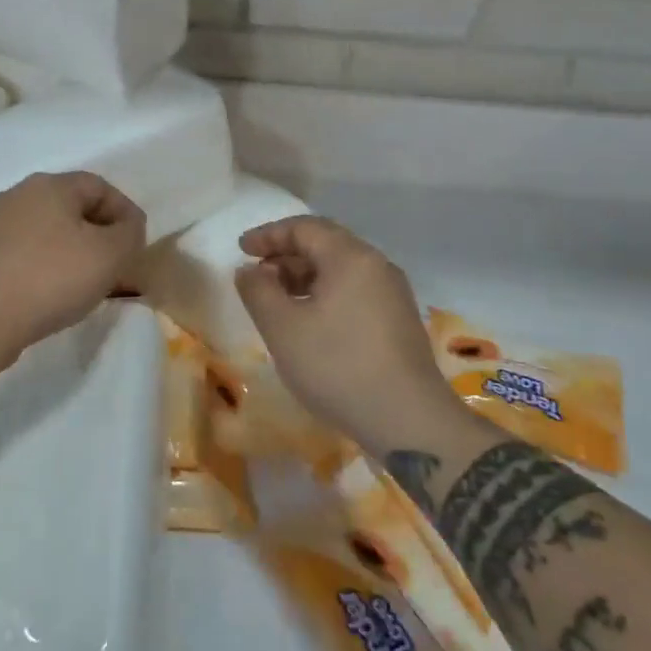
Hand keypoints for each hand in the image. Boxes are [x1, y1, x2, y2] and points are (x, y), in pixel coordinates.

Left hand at [0, 171, 146, 356]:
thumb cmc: (51, 278)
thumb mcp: (109, 255)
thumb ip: (129, 233)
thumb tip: (127, 226)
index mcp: (50, 185)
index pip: (99, 186)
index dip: (125, 212)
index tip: (137, 245)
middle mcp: (19, 195)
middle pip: (72, 207)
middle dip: (99, 233)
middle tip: (116, 264)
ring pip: (48, 230)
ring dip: (73, 251)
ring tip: (87, 283)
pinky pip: (26, 252)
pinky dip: (46, 266)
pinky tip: (53, 293)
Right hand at [234, 216, 451, 446]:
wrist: (409, 422)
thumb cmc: (337, 366)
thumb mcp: (282, 328)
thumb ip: (258, 291)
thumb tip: (250, 270)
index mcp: (351, 257)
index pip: (304, 228)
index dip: (268, 235)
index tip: (242, 250)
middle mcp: (377, 265)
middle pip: (325, 245)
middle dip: (286, 256)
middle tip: (257, 276)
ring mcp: (393, 294)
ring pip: (341, 270)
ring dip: (305, 277)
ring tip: (278, 302)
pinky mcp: (399, 321)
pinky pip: (355, 291)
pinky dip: (325, 295)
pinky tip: (310, 323)